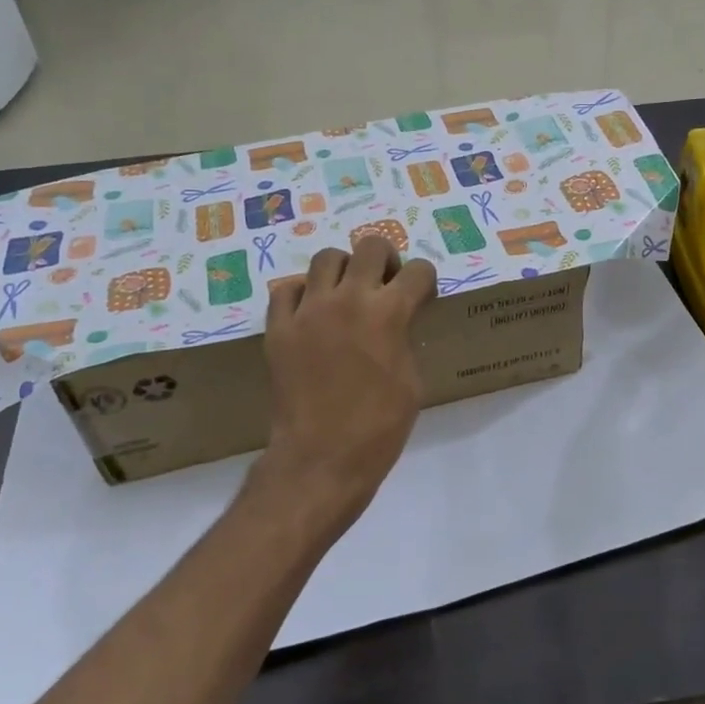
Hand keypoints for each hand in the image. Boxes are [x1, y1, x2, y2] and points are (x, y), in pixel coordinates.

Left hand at [262, 236, 437, 525]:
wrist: (321, 457)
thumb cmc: (380, 426)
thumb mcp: (412, 380)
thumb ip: (405, 338)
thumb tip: (397, 322)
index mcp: (389, 313)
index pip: (418, 271)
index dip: (426, 282)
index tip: (423, 297)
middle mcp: (348, 299)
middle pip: (371, 246)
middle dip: (387, 260)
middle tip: (386, 284)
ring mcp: (308, 311)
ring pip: (326, 259)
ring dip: (344, 271)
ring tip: (346, 295)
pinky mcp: (278, 328)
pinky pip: (287, 290)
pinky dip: (303, 295)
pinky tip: (312, 315)